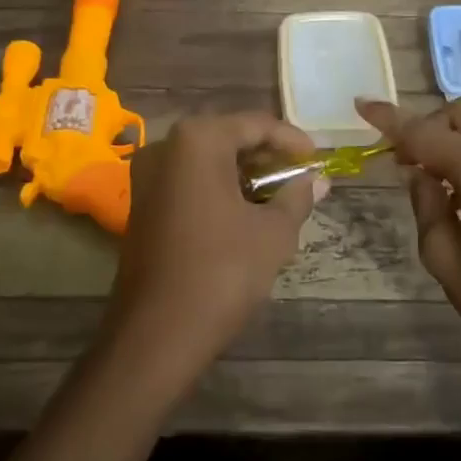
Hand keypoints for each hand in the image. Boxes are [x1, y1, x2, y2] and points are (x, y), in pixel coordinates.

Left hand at [106, 112, 321, 387]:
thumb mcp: (273, 233)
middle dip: (268, 157)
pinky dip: (219, 189)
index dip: (293, 140)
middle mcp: (166, 145)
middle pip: (229, 137)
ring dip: (245, 174)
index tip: (319, 159)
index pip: (256, 124)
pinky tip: (246, 213)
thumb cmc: (221, 272)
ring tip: (280, 197)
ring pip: (208, 160)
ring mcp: (148, 175)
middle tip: (301, 178)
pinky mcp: (141, 203)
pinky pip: (189, 181)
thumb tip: (319, 180)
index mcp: (198, 139)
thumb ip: (297, 198)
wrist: (155, 335)